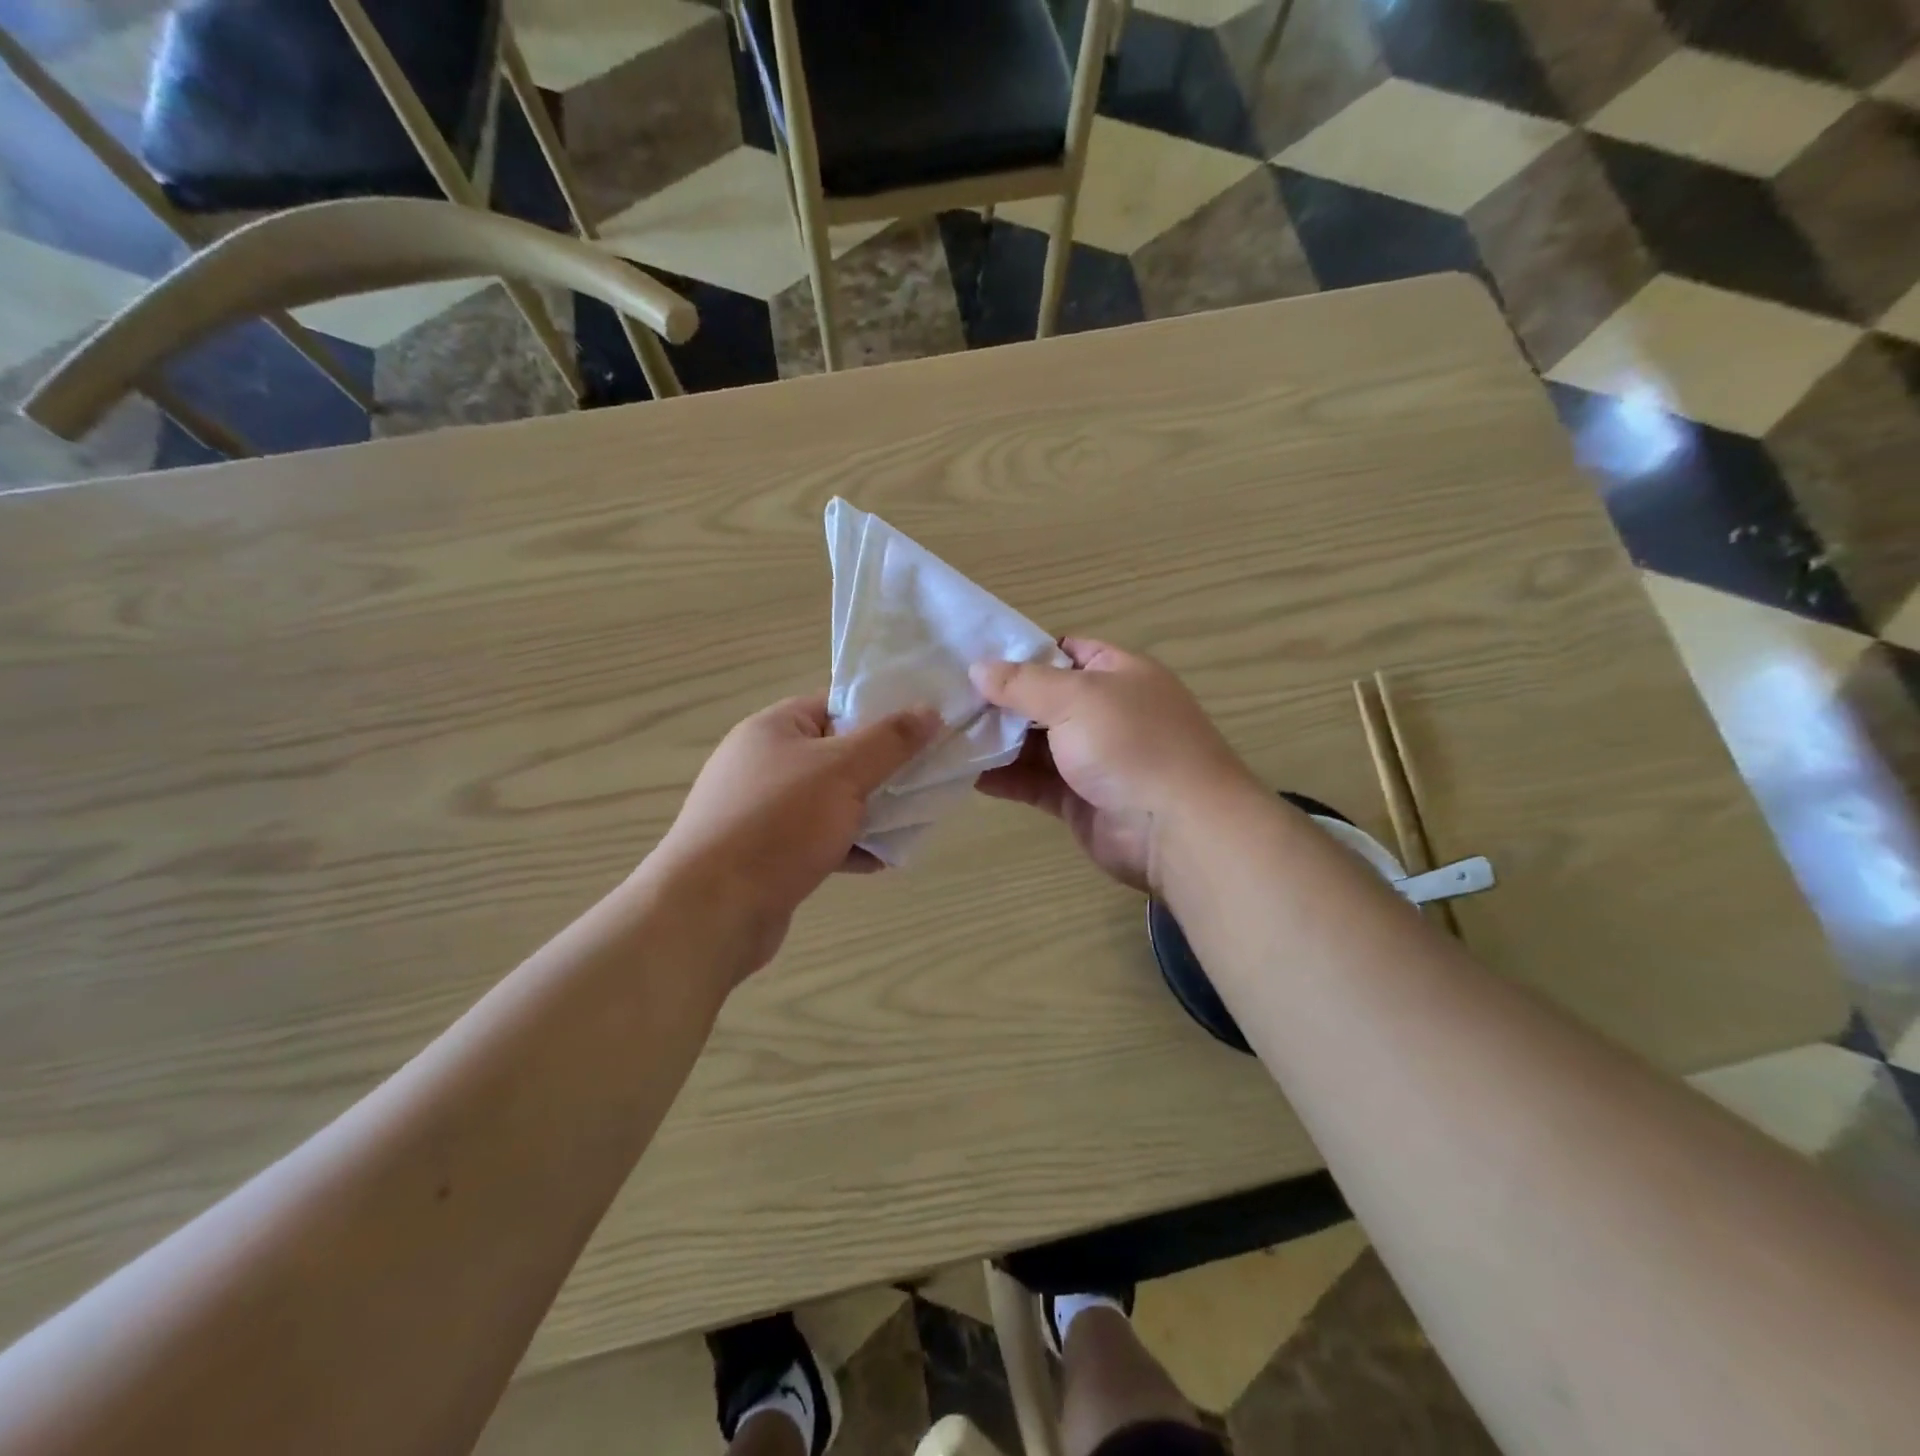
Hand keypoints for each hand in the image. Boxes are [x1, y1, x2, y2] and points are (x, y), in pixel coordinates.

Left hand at [654, 694, 939, 977]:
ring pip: (832, 800)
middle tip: (926, 777)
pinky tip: (881, 861)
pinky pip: (819, 839)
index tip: (925, 727)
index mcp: (774, 729)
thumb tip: (931, 710)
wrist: (712, 910)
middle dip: (883, 768)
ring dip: (871, 811)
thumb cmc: (778, 824)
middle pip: (838, 754)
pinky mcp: (768, 853)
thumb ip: (890, 740)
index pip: (836, 704)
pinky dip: (849, 846)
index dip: (881, 712)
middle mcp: (764, 763)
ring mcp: (764, 811)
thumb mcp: (843, 771)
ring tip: (912, 821)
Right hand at [971, 639, 1257, 893]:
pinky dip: (1005, 778)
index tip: (975, 659)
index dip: (1023, 653)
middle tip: (948, 699)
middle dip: (1000, 701)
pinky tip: (967, 774)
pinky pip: (1034, 783)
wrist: (1176, 829)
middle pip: (1044, 699)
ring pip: (1035, 744)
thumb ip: (1023, 684)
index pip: (1065, 651)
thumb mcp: (1076, 698)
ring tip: (947, 735)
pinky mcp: (1079, 800)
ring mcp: (1093, 759)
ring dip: (997, 741)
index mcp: (1117, 674)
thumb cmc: (1131, 744)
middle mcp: (1106, 712)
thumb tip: (977, 668)